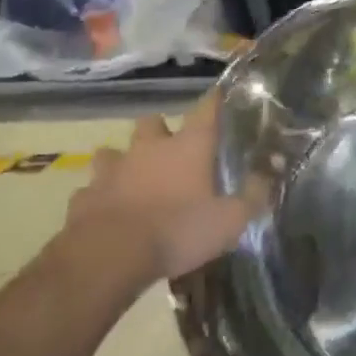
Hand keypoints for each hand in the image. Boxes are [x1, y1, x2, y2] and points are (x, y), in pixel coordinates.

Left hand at [65, 93, 256, 284]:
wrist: (108, 257)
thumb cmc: (178, 230)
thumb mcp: (231, 220)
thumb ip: (254, 194)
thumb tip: (270, 172)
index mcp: (188, 146)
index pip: (207, 108)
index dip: (216, 101)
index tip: (222, 97)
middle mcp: (149, 148)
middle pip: (152, 122)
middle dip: (159, 131)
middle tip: (170, 150)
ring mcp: (113, 170)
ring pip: (113, 152)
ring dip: (123, 162)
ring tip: (133, 179)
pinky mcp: (84, 197)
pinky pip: (92, 190)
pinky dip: (100, 197)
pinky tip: (107, 212)